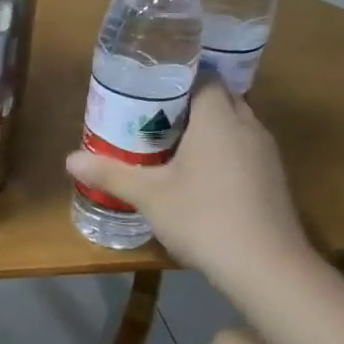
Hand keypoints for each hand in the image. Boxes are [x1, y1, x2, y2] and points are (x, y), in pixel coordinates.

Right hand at [67, 81, 313, 291]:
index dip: (177, 77)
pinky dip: (221, 151)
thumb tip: (70, 159)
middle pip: (220, 97)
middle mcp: (248, 126)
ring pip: (234, 124)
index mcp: (218, 118)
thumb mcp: (149, 196)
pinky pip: (243, 149)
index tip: (148, 89)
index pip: (204, 76)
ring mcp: (265, 154)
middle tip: (151, 116)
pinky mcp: (272, 179)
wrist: (266, 267)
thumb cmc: (204, 218)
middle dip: (188, 102)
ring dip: (206, 128)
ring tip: (169, 143)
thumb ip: (111, 174)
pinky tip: (198, 176)